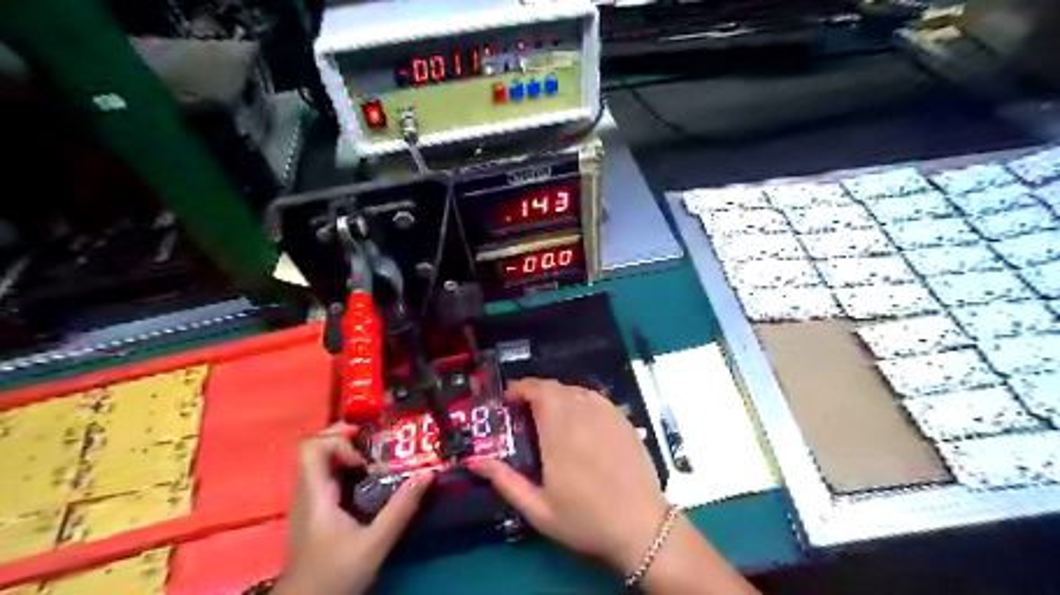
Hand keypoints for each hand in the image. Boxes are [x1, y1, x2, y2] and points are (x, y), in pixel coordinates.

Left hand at [276, 422, 438, 594]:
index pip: (311, 447)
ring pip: (320, 460)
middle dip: (346, 436)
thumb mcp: (375, 543)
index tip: (365, 457)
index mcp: (314, 495)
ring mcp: (307, 501)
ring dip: (347, 451)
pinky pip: (325, 475)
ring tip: (377, 456)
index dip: (338, 440)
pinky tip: (368, 479)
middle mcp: (306, 492)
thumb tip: (428, 474)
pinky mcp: (313, 511)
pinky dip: (345, 467)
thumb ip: (401, 508)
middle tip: (376, 440)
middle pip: (315, 447)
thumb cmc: (335, 575)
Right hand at [475, 379, 668, 574]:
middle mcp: (583, 415)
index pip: (539, 391)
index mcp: (560, 433)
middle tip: (525, 409)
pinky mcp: (623, 420)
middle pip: (556, 387)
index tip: (509, 397)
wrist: (641, 527)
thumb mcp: (538, 510)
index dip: (521, 387)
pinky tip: (578, 419)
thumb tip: (474, 461)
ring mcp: (607, 415)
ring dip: (558, 395)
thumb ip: (506, 481)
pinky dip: (580, 399)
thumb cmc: (585, 520)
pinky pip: (596, 398)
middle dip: (536, 391)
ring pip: (576, 390)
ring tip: (549, 415)